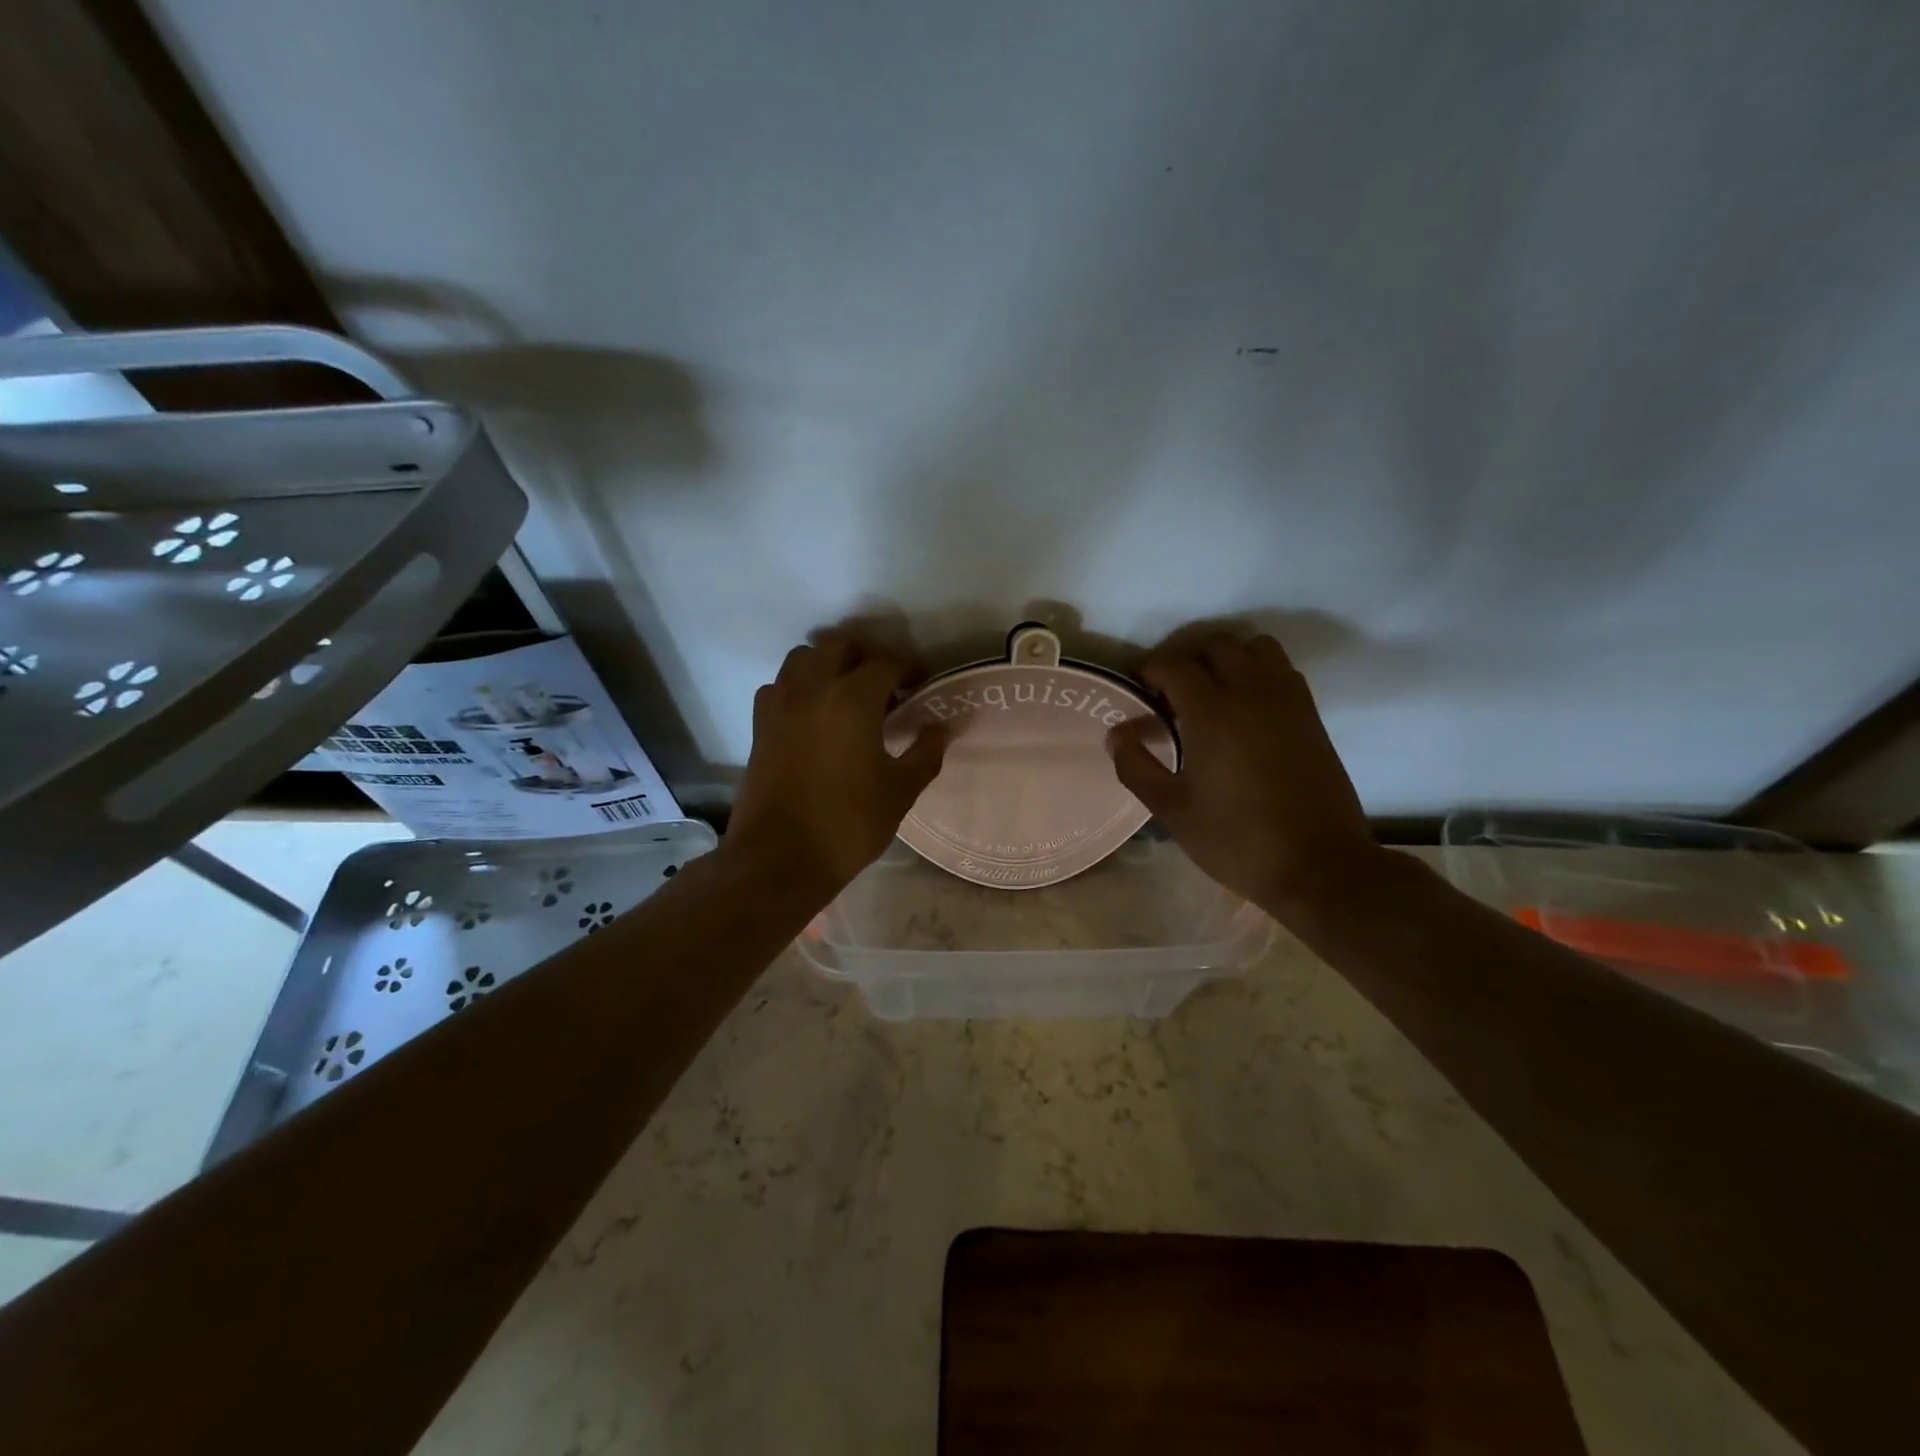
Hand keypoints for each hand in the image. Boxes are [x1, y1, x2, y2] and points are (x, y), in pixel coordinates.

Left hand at [726, 633, 947, 902]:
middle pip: (839, 646)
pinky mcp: (759, 726)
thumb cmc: (847, 825)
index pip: (885, 664)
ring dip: (828, 664)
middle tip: (886, 683)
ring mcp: (779, 705)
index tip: (922, 683)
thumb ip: (925, 754)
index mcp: (852, 700)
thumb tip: (942, 729)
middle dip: (866, 656)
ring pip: (802, 659)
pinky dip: (798, 687)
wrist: (779, 859)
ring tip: (848, 694)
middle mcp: (812, 689)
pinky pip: (779, 687)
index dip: (909, 669)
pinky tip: (814, 715)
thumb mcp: (899, 792)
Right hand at [1107, 633, 1381, 919]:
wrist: (1317, 865)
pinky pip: (1281, 670)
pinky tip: (1246, 708)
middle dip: (1187, 659)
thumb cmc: (1235, 839)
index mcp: (1212, 713)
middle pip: (1216, 645)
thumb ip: (1135, 766)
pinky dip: (1258, 672)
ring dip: (1228, 658)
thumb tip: (1117, 733)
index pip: (1174, 666)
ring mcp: (1287, 700)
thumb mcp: (1171, 809)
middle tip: (1171, 692)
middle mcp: (1252, 692)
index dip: (1150, 670)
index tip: (1138, 689)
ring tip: (1211, 692)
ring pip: (1256, 648)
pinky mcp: (1311, 715)